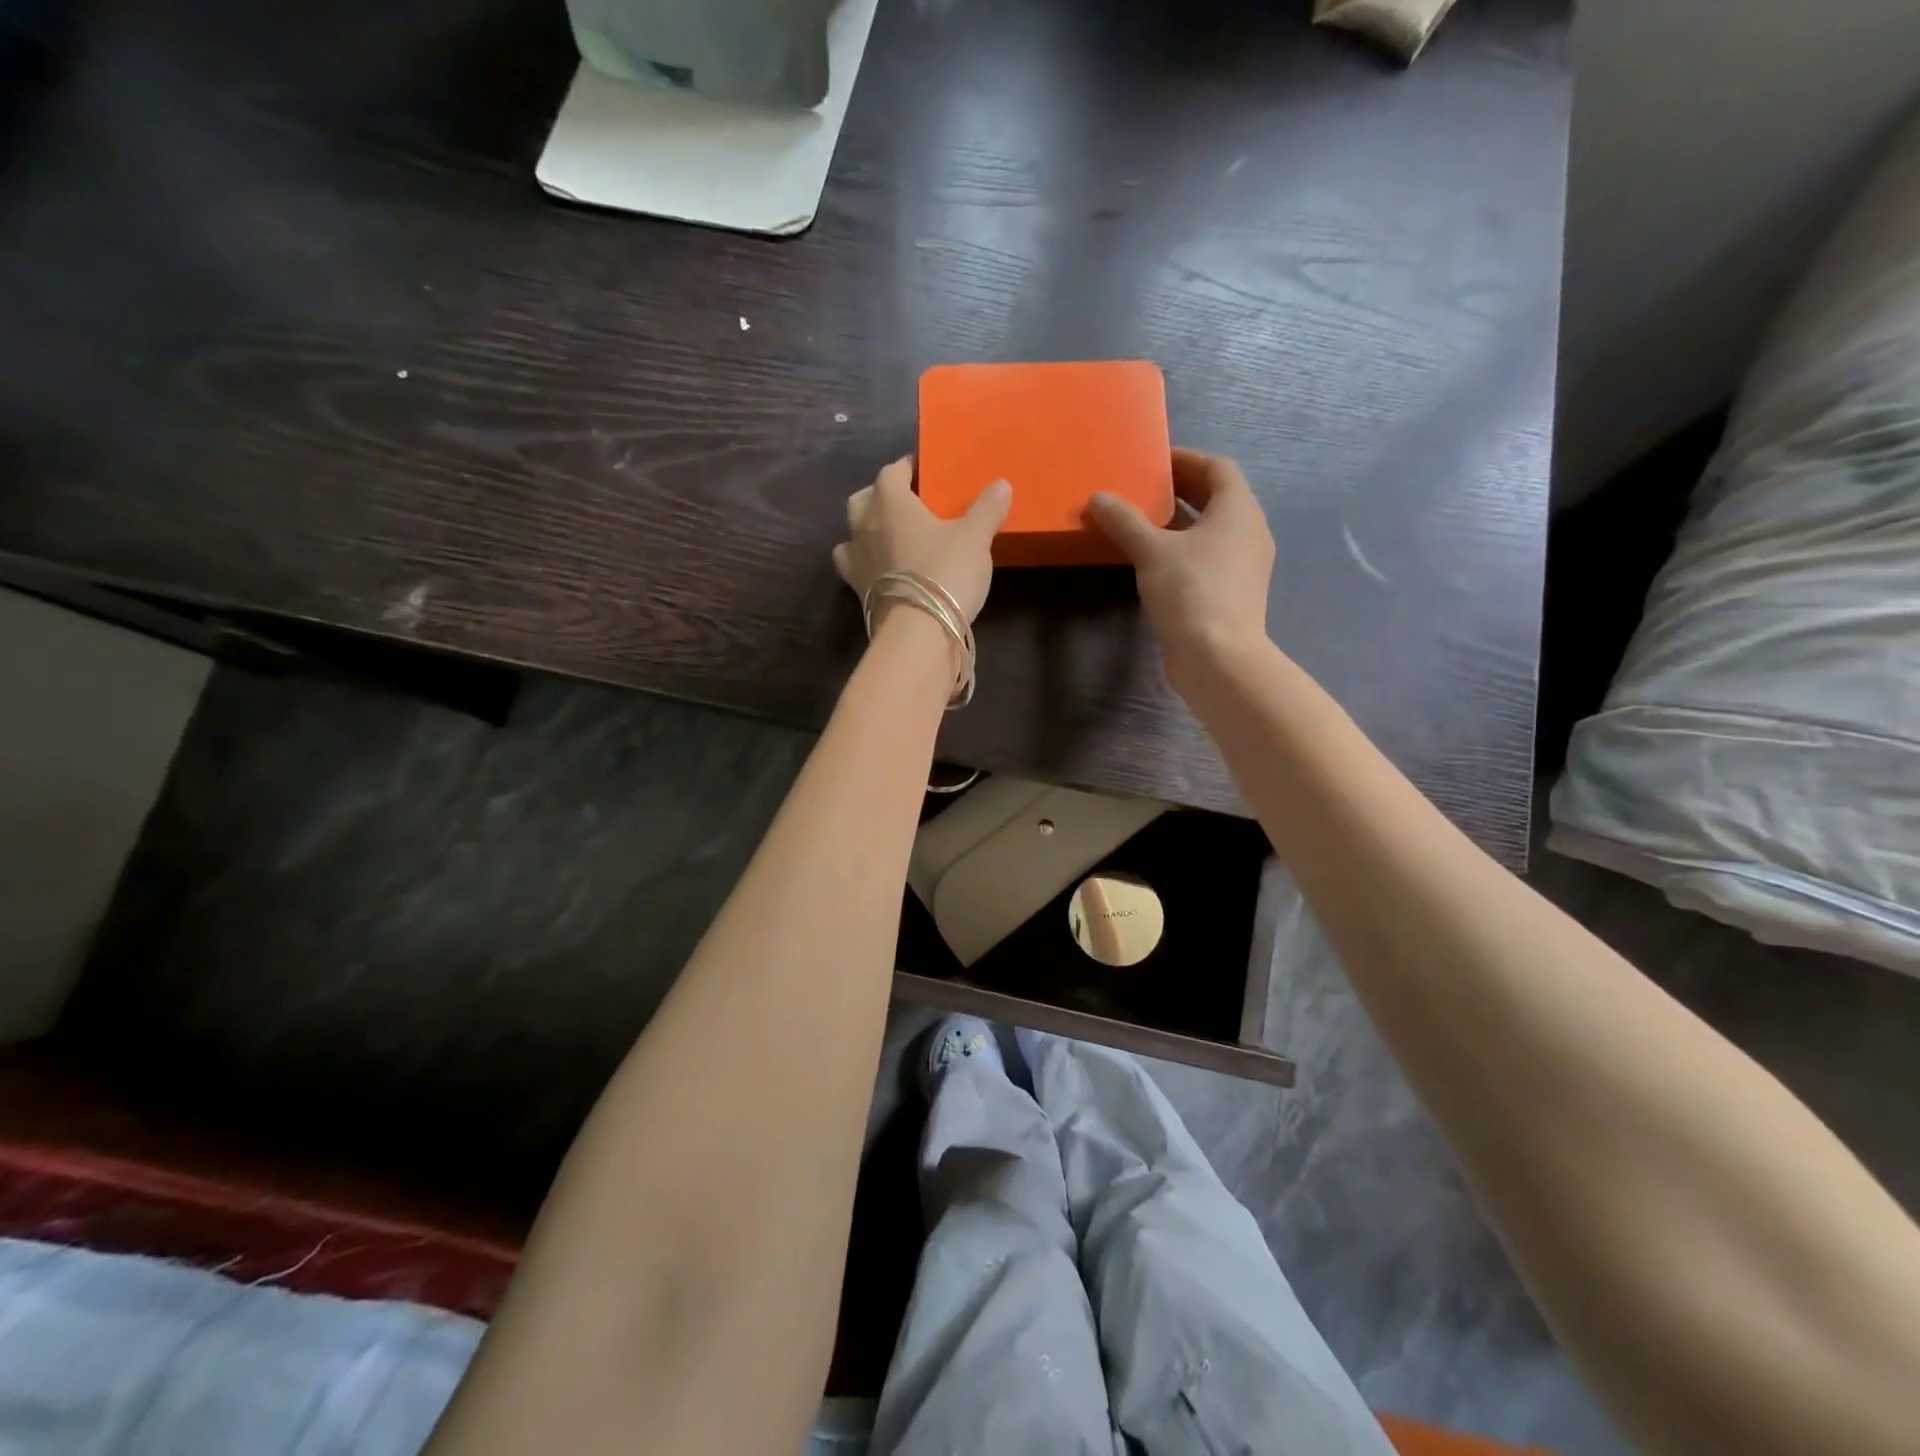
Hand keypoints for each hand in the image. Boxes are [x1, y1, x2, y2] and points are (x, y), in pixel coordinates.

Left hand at [833, 456, 1010, 623]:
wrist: (918, 630)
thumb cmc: (946, 572)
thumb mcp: (975, 538)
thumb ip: (986, 508)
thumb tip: (1001, 484)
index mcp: (890, 501)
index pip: (892, 471)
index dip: (907, 467)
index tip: (924, 470)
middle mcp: (864, 524)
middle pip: (866, 497)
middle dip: (882, 495)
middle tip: (908, 503)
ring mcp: (855, 557)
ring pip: (853, 530)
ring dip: (867, 526)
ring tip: (890, 534)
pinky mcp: (855, 587)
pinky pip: (852, 563)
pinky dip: (863, 559)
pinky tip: (879, 565)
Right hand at [1087, 448, 1273, 687]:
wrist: (1219, 658)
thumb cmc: (1191, 593)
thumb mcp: (1152, 552)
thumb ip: (1125, 521)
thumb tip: (1098, 497)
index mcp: (1238, 510)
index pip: (1217, 467)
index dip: (1186, 459)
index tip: (1153, 461)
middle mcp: (1249, 531)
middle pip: (1217, 497)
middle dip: (1181, 489)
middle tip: (1143, 488)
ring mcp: (1244, 565)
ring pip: (1212, 529)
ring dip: (1180, 521)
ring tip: (1142, 521)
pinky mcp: (1233, 592)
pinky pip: (1209, 556)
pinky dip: (1184, 549)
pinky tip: (1154, 560)